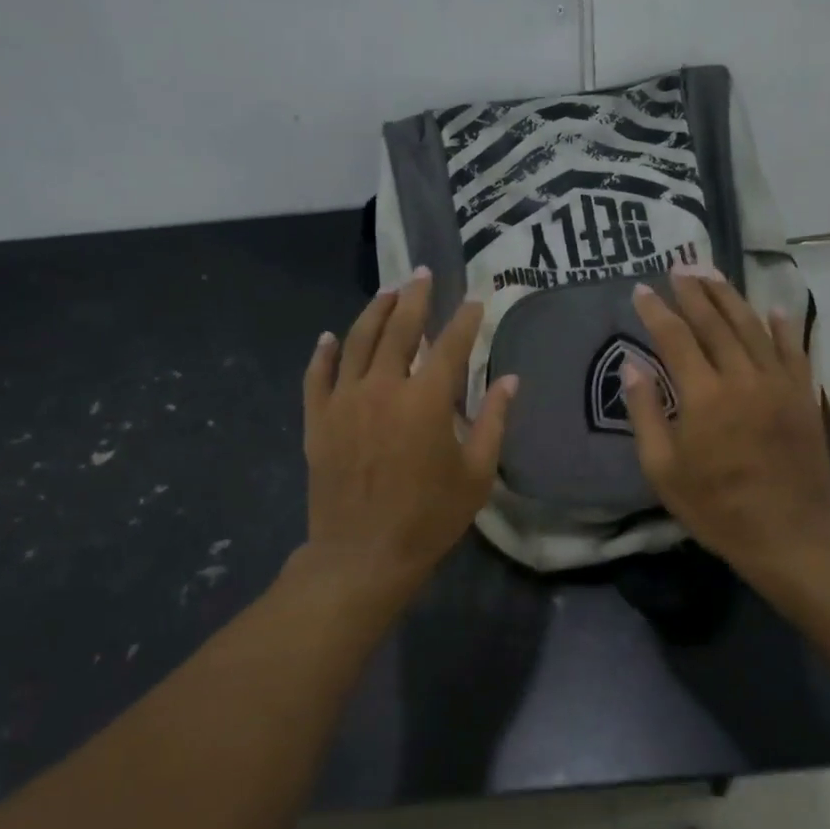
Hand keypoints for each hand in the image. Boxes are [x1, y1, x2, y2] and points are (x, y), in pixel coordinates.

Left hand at [300, 269, 516, 602]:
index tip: (476, 302)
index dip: (466, 320)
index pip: (451, 345)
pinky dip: (324, 353)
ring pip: (357, 342)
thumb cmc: (430, 517)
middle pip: (399, 328)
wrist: (364, 554)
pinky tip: (330, 337)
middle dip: (414, 297)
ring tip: (387, 293)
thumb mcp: (477, 473)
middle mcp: (383, 387)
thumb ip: (494, 421)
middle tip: (423, 273)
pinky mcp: (318, 420)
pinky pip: (318, 375)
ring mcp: (345, 401)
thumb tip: (511, 380)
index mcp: (427, 399)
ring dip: (373, 312)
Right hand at [624, 272, 829, 575]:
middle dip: (694, 292)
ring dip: (731, 298)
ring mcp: (779, 383)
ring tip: (713, 274)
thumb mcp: (663, 470)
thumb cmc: (715, 507)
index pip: (675, 338)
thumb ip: (646, 413)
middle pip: (715, 323)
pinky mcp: (803, 395)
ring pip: (753, 327)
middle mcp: (742, 377)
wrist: (788, 532)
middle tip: (680, 266)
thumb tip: (633, 365)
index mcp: (704, 396)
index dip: (657, 311)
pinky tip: (772, 308)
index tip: (642, 290)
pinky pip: (793, 349)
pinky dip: (781, 326)